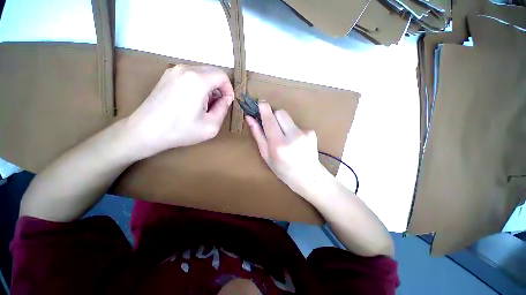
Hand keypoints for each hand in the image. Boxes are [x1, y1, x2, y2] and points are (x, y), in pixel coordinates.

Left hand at [125, 65, 233, 158]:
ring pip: (202, 73)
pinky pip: (190, 75)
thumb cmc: (181, 130)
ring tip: (205, 105)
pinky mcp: (167, 76)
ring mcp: (174, 71)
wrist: (146, 131)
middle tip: (217, 105)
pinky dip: (198, 85)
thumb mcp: (211, 125)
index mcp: (198, 80)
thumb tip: (226, 99)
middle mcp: (186, 69)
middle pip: (213, 72)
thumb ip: (223, 109)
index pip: (222, 76)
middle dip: (220, 88)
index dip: (229, 89)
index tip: (227, 103)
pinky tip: (193, 100)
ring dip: (209, 87)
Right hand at [246, 102, 325, 194]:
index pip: (269, 119)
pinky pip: (296, 124)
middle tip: (272, 126)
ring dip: (283, 124)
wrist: (308, 177)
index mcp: (278, 144)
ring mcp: (304, 133)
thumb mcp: (266, 155)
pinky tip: (295, 142)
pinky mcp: (311, 132)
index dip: (264, 108)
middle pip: (280, 112)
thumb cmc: (282, 169)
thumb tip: (249, 118)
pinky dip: (292, 130)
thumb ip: (258, 135)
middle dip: (274, 116)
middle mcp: (292, 136)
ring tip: (285, 138)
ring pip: (288, 118)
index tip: (260, 102)